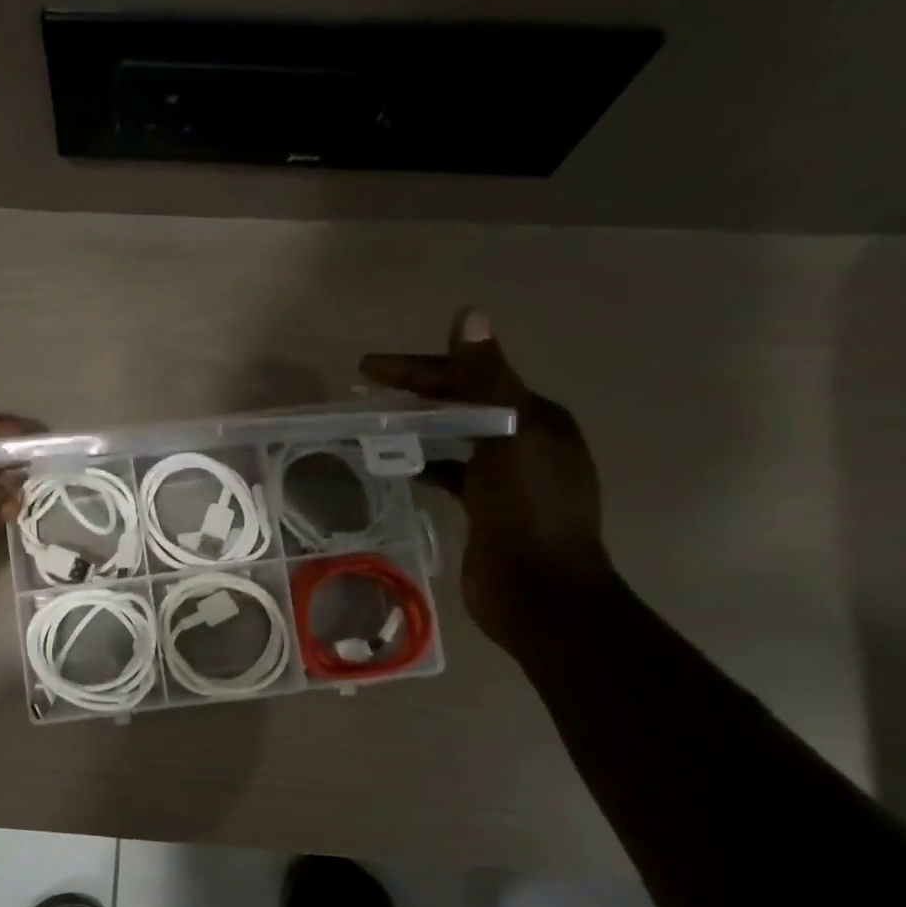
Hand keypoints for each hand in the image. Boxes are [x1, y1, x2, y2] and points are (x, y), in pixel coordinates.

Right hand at [361, 311, 612, 658]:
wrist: (541, 593)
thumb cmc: (528, 511)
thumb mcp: (509, 436)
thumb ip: (486, 377)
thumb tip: (471, 313)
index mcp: (537, 417)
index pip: (472, 377)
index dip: (420, 368)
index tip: (369, 369)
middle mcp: (526, 441)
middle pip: (463, 405)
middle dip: (415, 395)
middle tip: (364, 393)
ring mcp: (507, 479)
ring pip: (455, 440)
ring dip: (417, 429)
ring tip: (373, 426)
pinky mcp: (487, 510)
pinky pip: (451, 474)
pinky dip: (425, 464)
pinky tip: (398, 466)